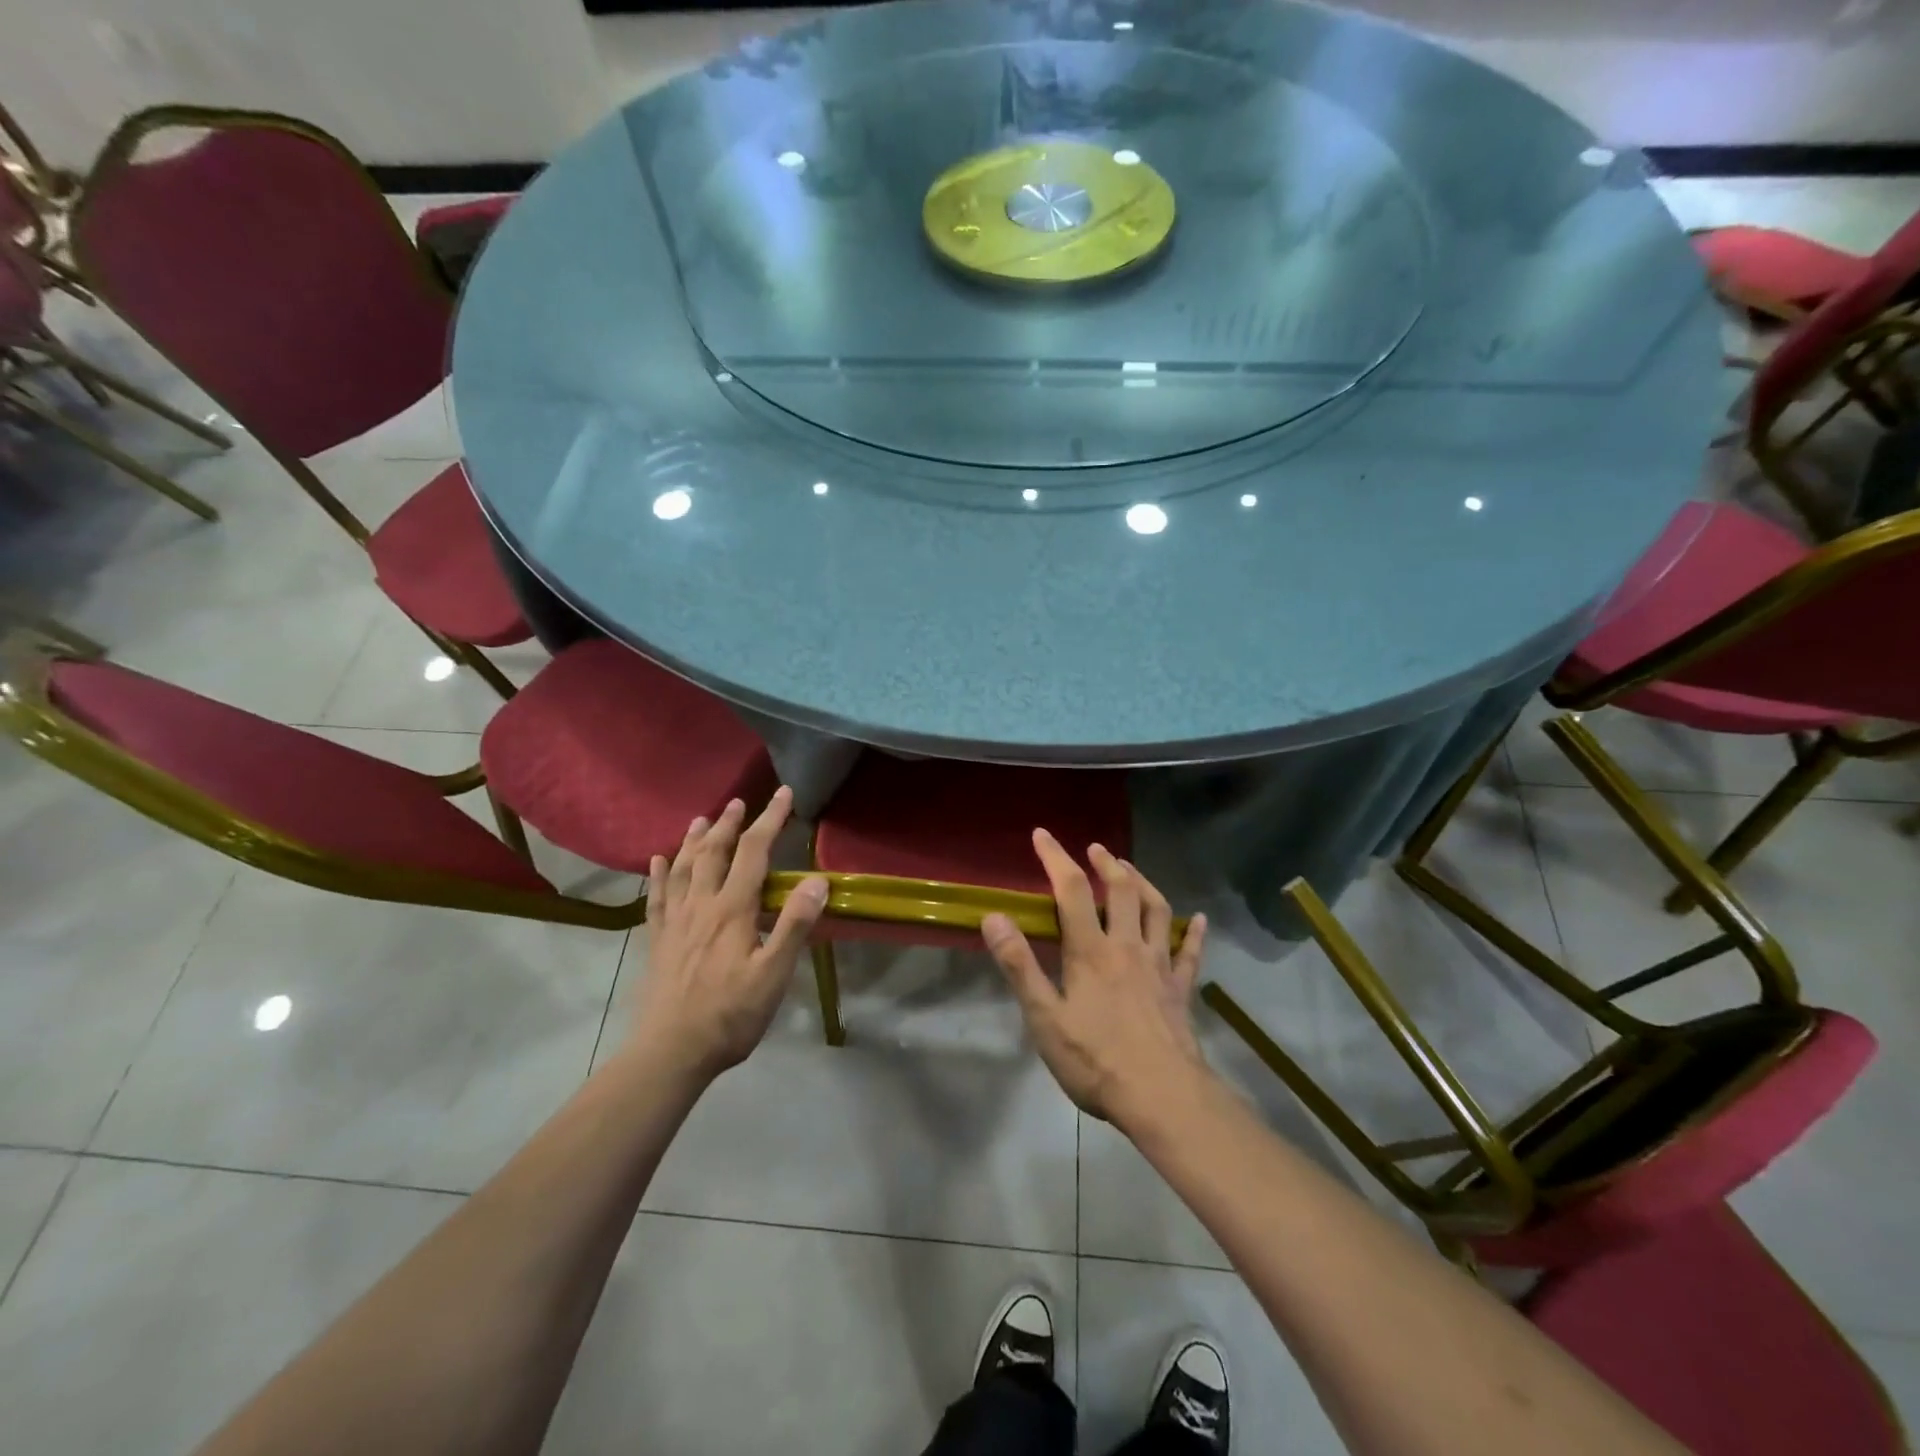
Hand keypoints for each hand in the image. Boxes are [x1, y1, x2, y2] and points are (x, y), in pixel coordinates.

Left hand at [631, 787, 827, 1082]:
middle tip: (738, 802)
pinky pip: (657, 897)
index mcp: (732, 910)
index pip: (754, 853)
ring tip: (702, 819)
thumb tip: (816, 881)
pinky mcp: (657, 941)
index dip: (770, 820)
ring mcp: (674, 922)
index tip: (783, 794)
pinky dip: (659, 874)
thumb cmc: (730, 1016)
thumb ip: (793, 926)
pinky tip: (657, 861)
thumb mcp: (773, 975)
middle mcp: (701, 906)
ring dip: (694, 840)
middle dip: (730, 824)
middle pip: (715, 853)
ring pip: (683, 868)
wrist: (670, 1053)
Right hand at [981, 831, 1209, 1127]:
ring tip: (1131, 869)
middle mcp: (1127, 946)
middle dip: (1106, 863)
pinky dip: (1194, 933)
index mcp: (1091, 950)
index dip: (1056, 858)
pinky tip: (1199, 920)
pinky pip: (1190, 952)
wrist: (1162, 1096)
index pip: (1072, 890)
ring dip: (1144, 883)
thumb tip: (994, 917)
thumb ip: (1019, 965)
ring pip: (1157, 910)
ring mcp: (1159, 966)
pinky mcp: (1180, 989)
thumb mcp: (1044, 1017)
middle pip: (1121, 891)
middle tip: (1095, 848)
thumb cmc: (1095, 1059)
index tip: (1042, 835)